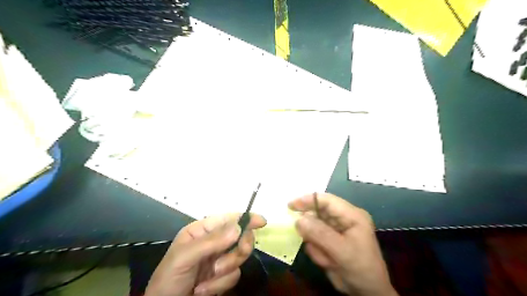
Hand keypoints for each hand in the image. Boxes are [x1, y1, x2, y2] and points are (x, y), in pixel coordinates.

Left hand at [145, 214, 265, 295]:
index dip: (246, 218)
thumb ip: (211, 241)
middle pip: (240, 237)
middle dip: (239, 248)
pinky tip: (202, 290)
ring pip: (239, 256)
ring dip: (225, 269)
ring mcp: (219, 259)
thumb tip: (238, 228)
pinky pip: (234, 275)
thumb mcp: (184, 257)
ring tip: (206, 279)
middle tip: (238, 254)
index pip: (228, 219)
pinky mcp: (222, 276)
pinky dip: (220, 284)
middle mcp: (213, 242)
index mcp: (202, 231)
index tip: (261, 222)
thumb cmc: (168, 279)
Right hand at [287, 193, 394, 295]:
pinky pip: (314, 240)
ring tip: (328, 259)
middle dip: (312, 229)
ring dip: (316, 245)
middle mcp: (343, 218)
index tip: (291, 205)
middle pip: (318, 213)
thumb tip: (299, 219)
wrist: (367, 292)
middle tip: (308, 240)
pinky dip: (317, 251)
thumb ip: (320, 234)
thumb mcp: (342, 251)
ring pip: (313, 228)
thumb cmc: (360, 268)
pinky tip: (328, 262)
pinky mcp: (329, 240)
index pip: (327, 200)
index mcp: (352, 215)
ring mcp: (335, 230)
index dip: (308, 200)